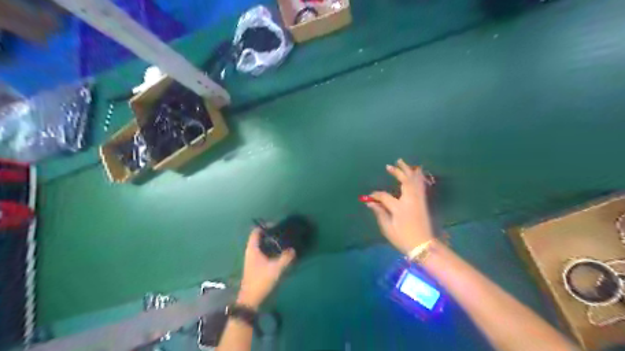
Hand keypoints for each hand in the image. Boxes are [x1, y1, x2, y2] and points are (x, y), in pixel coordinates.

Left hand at [237, 228, 295, 307]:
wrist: (251, 300)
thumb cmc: (261, 281)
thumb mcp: (275, 269)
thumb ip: (286, 258)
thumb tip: (294, 249)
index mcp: (252, 249)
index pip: (256, 231)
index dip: (265, 226)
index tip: (277, 225)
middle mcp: (251, 252)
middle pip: (259, 238)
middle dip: (270, 234)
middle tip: (283, 233)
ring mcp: (252, 259)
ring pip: (261, 246)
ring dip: (271, 243)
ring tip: (284, 242)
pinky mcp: (255, 266)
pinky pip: (263, 253)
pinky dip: (270, 250)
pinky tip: (280, 254)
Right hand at [367, 159, 435, 255]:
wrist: (423, 245)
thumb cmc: (403, 238)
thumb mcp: (388, 228)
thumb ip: (379, 213)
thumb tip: (370, 202)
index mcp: (399, 207)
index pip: (384, 196)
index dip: (376, 195)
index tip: (370, 196)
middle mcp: (410, 200)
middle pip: (405, 181)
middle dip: (397, 172)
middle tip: (390, 166)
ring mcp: (418, 200)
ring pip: (415, 181)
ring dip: (408, 170)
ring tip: (402, 163)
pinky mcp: (423, 202)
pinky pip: (420, 185)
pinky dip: (417, 177)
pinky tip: (416, 173)